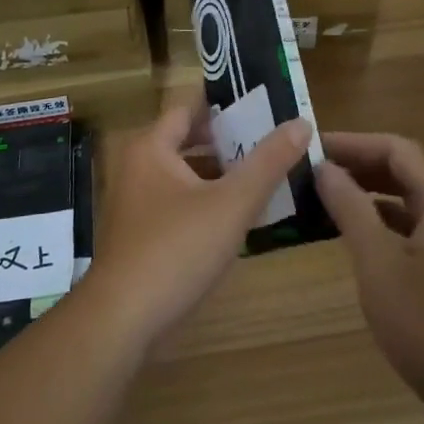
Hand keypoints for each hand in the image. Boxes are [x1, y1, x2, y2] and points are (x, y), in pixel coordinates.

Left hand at [83, 95, 311, 354]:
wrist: (121, 322)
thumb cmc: (176, 250)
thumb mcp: (231, 203)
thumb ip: (267, 162)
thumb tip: (301, 122)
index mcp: (152, 147)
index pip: (190, 107)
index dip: (225, 103)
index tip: (262, 101)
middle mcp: (138, 166)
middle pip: (188, 140)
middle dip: (228, 139)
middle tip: (271, 137)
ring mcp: (136, 203)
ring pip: (185, 174)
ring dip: (220, 173)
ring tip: (264, 173)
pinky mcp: (140, 235)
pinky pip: (179, 203)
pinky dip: (207, 201)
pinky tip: (238, 216)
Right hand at [315, 132, 423, 423]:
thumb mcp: (378, 263)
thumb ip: (350, 208)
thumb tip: (324, 168)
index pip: (395, 149)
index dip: (353, 142)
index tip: (313, 147)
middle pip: (402, 170)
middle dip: (358, 164)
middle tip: (313, 169)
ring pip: (405, 200)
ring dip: (366, 193)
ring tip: (323, 196)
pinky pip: (409, 228)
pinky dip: (378, 222)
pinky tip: (350, 236)